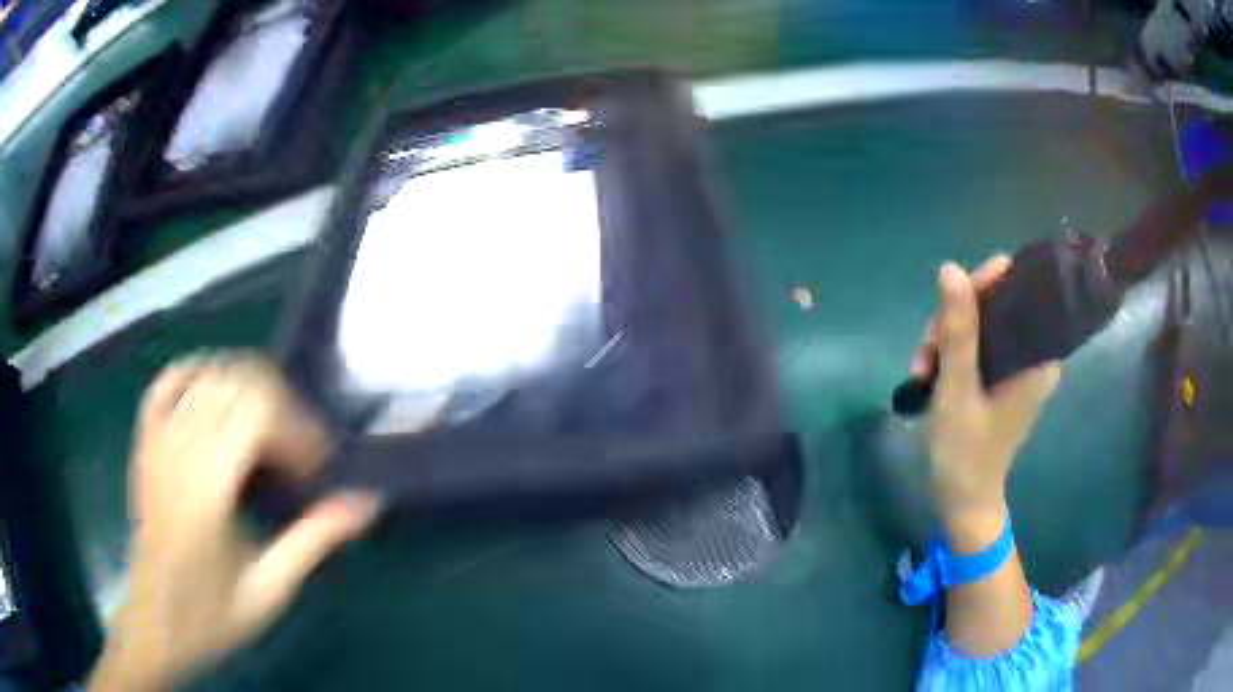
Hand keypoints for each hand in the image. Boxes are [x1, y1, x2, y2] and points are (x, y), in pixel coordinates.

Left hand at [90, 354, 380, 691]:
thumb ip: (314, 539)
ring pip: (208, 374)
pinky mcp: (145, 441)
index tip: (317, 466)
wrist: (155, 623)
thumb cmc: (211, 616)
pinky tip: (217, 394)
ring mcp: (157, 440)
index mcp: (207, 487)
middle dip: (280, 405)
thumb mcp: (270, 589)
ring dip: (247, 388)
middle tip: (298, 451)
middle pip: (236, 382)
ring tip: (267, 429)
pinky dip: (198, 373)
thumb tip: (366, 501)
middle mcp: (178, 449)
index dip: (297, 427)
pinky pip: (168, 381)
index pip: (256, 410)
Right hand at [910, 258, 1061, 522]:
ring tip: (918, 369)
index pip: (1019, 289)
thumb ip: (958, 330)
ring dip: (945, 339)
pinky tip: (926, 373)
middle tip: (925, 350)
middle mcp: (1034, 354)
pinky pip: (977, 344)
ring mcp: (1018, 366)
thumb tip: (950, 268)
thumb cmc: (966, 454)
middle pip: (995, 304)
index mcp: (1038, 356)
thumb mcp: (957, 390)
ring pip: (980, 323)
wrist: (964, 503)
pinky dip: (950, 353)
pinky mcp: (1003, 377)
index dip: (983, 285)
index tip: (950, 306)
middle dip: (954, 319)